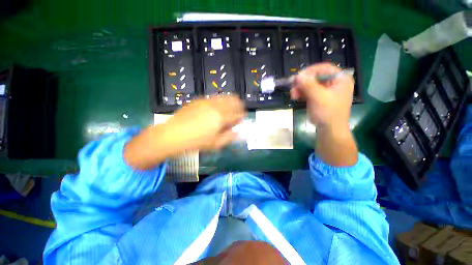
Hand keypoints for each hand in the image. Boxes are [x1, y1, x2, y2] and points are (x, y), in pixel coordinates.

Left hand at [165, 96, 245, 150]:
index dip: (241, 116)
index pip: (237, 114)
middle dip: (239, 105)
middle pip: (233, 100)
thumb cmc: (196, 142)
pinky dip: (220, 100)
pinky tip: (217, 106)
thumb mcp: (215, 144)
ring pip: (225, 96)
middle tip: (238, 110)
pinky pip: (214, 97)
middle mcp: (216, 107)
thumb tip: (237, 132)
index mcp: (221, 118)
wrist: (173, 134)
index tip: (242, 118)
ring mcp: (207, 101)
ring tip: (230, 107)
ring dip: (230, 101)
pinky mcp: (199, 100)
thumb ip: (229, 137)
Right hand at [291, 63, 357, 165]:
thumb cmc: (328, 113)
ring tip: (292, 94)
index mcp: (340, 79)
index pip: (324, 68)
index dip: (310, 71)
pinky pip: (310, 92)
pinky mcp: (320, 98)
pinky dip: (302, 94)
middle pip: (316, 77)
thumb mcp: (318, 97)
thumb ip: (308, 85)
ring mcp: (327, 91)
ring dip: (301, 88)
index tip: (298, 77)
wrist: (330, 130)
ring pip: (311, 85)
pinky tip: (296, 97)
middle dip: (303, 82)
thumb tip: (297, 76)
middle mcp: (335, 83)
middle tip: (293, 86)